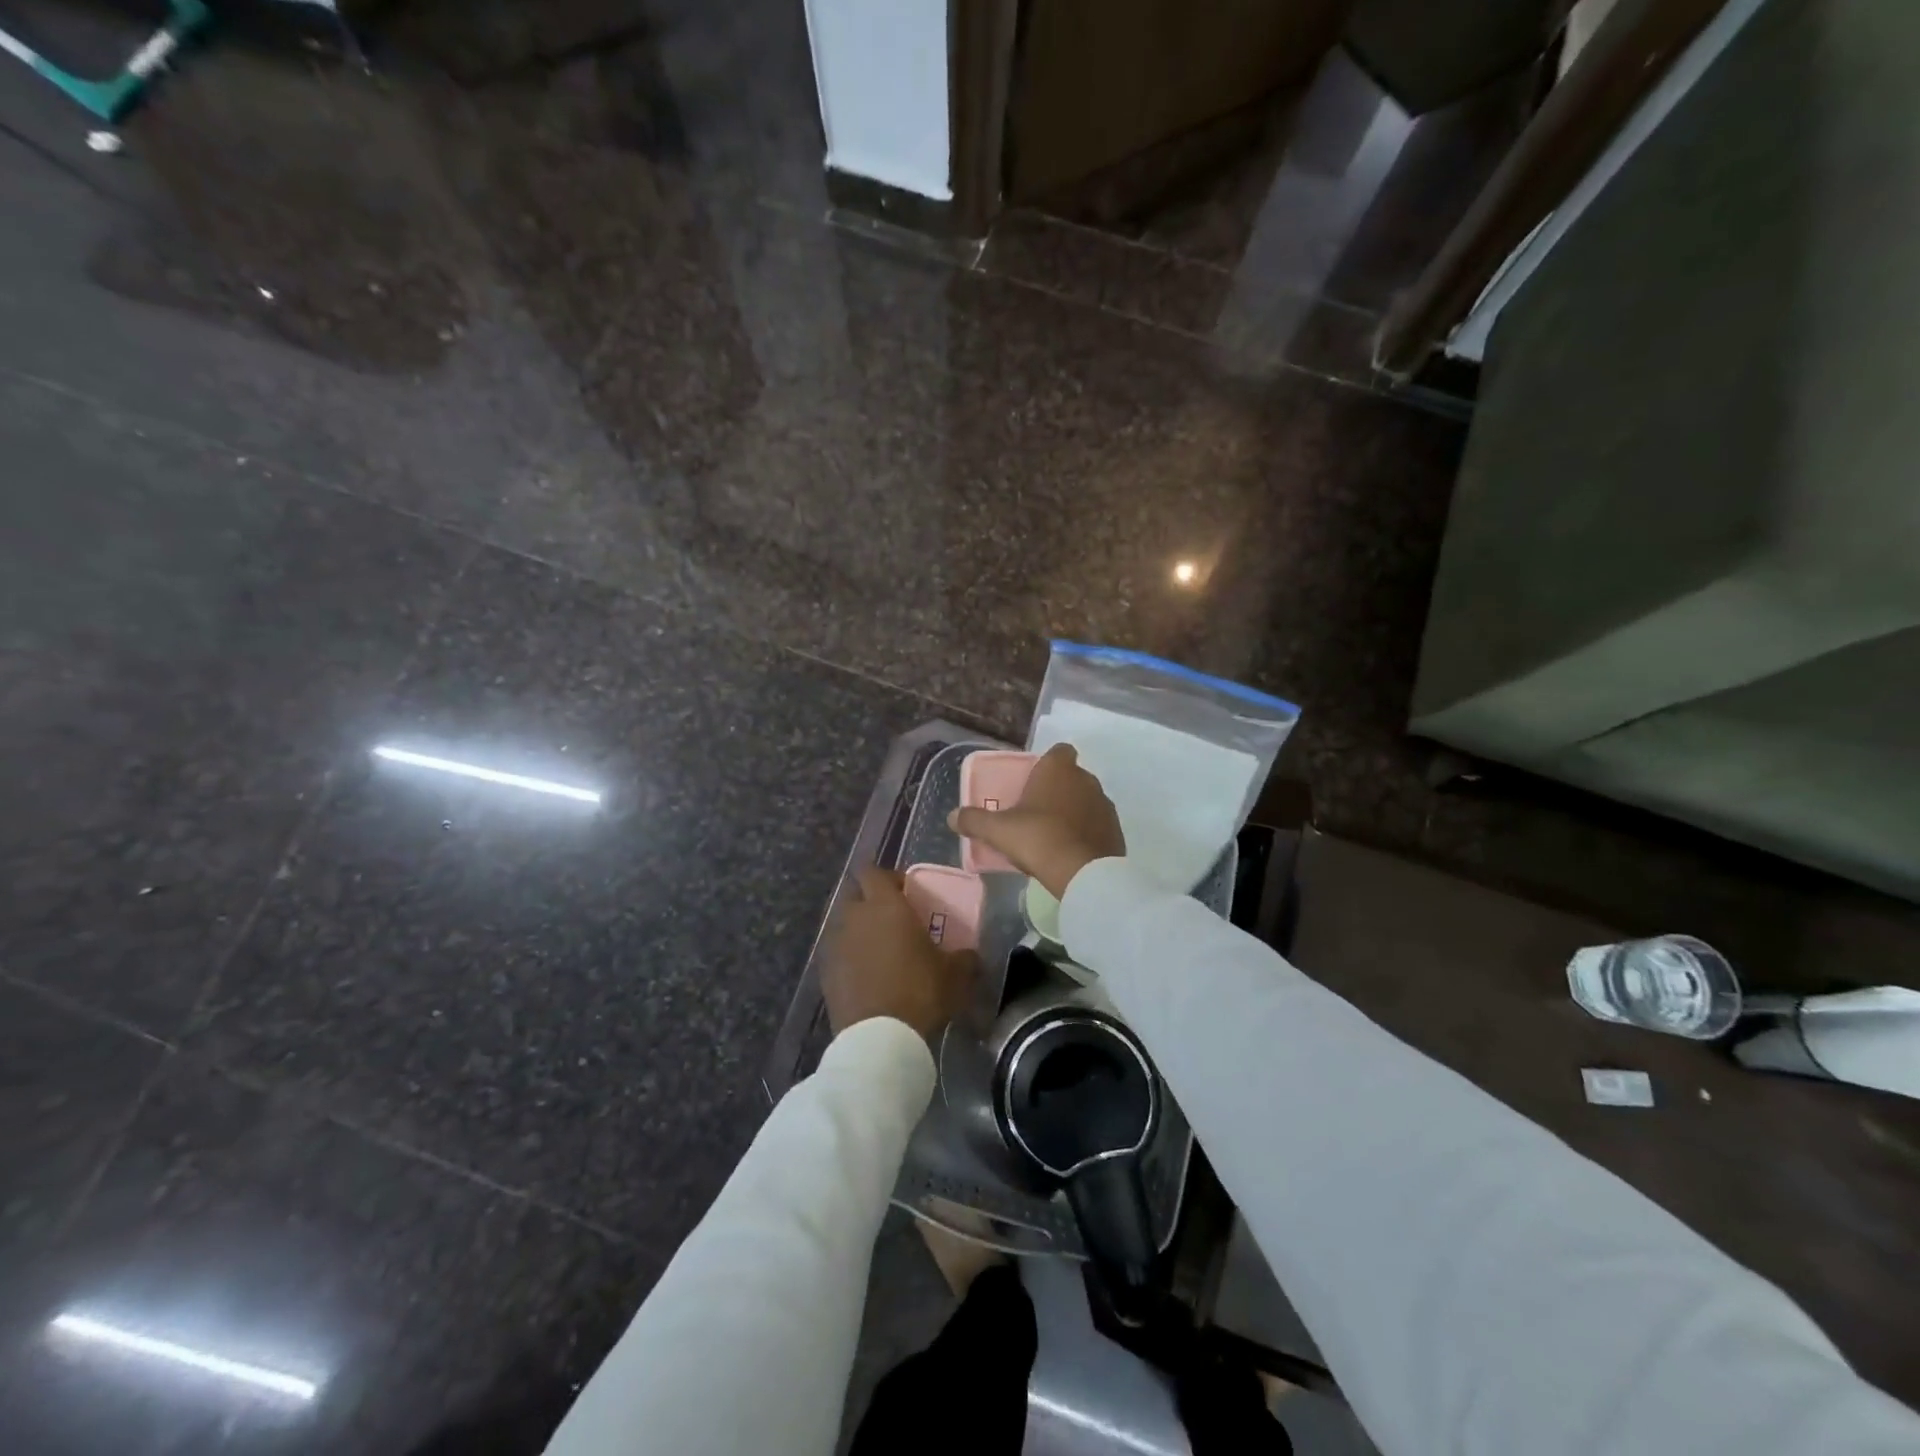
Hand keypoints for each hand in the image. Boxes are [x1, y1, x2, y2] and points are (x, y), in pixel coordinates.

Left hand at [824, 867, 975, 1040]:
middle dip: (871, 900)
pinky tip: (868, 976)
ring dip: (860, 930)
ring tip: (881, 950)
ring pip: (844, 924)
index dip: (888, 877)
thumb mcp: (956, 974)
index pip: (873, 871)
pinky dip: (850, 957)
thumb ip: (965, 957)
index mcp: (885, 905)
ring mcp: (835, 944)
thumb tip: (971, 955)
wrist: (879, 1038)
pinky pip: (838, 953)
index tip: (906, 891)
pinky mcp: (825, 972)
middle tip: (894, 919)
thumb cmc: (920, 992)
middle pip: (855, 894)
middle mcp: (855, 917)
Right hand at [948, 743, 1124, 898]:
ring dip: (1073, 812)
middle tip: (1036, 812)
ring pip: (1086, 801)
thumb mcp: (998, 830)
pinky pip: (1097, 825)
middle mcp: (1086, 779)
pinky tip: (1071, 851)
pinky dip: (1087, 832)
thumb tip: (952, 817)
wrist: (1082, 873)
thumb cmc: (1037, 838)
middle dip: (1057, 790)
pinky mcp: (1116, 830)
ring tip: (1053, 835)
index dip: (1048, 763)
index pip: (1059, 751)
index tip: (1033, 781)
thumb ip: (974, 820)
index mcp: (1058, 769)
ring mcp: (1105, 804)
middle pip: (1071, 777)